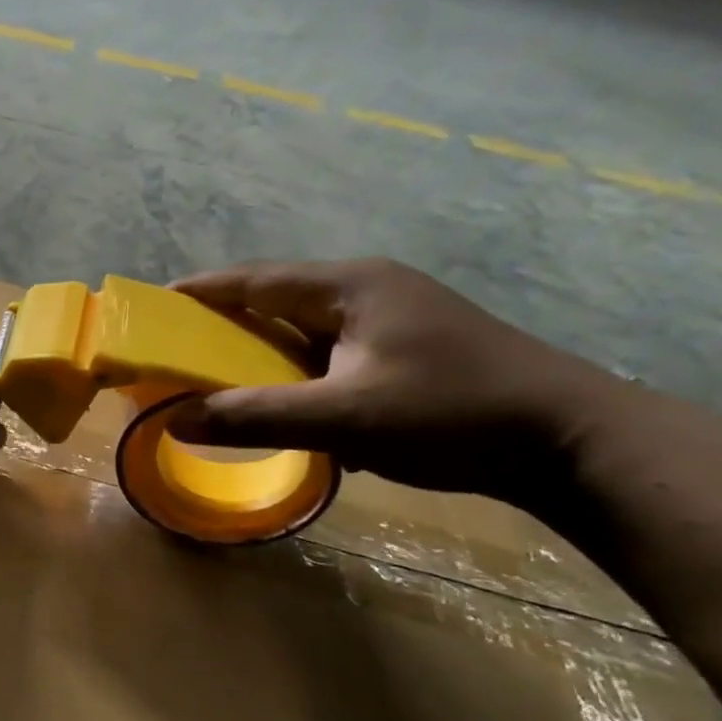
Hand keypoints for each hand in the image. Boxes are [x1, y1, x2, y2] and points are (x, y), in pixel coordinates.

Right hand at [172, 259, 613, 503]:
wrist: (569, 440)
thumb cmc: (450, 414)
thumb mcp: (343, 418)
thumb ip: (255, 417)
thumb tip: (174, 421)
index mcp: (350, 287)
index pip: (254, 280)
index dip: (199, 291)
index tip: (152, 305)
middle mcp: (368, 290)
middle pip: (275, 299)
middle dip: (223, 322)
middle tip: (175, 348)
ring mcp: (392, 319)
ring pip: (303, 329)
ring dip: (260, 352)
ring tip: (218, 378)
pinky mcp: (407, 349)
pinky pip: (329, 352)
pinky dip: (295, 372)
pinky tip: (284, 402)